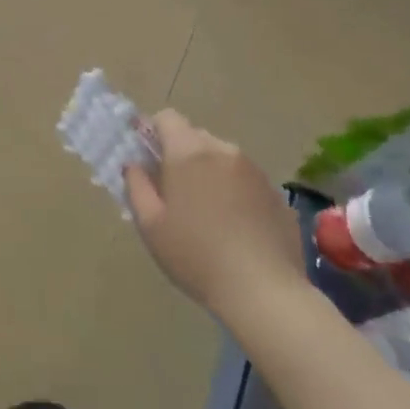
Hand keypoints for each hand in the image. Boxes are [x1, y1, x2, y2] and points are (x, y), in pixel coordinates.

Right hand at [124, 110, 303, 316]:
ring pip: (222, 158)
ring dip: (208, 172)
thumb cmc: (195, 255)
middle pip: (195, 137)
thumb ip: (136, 185)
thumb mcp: (150, 225)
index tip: (147, 160)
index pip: (167, 118)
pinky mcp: (276, 193)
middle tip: (172, 192)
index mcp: (189, 153)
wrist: (263, 291)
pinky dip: (234, 191)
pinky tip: (233, 227)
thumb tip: (133, 164)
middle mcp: (224, 151)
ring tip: (205, 213)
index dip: (152, 133)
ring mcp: (255, 171)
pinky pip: (245, 180)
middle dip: (180, 155)